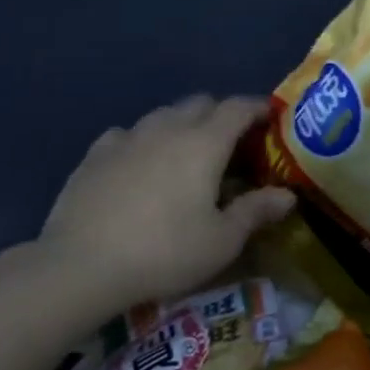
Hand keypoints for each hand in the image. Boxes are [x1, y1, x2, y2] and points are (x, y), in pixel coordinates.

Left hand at [34, 96, 293, 311]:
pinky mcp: (95, 154)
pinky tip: (139, 164)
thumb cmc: (164, 252)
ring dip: (182, 124)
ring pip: (163, 115)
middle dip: (221, 114)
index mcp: (205, 143)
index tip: (270, 117)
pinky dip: (143, 141)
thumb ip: (256, 211)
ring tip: (186, 153)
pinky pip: (128, 134)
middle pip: (201, 103)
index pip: (238, 108)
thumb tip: (288, 195)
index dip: (258, 108)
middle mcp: (168, 128)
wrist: (81, 265)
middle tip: (231, 143)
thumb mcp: (222, 241)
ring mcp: (128, 137)